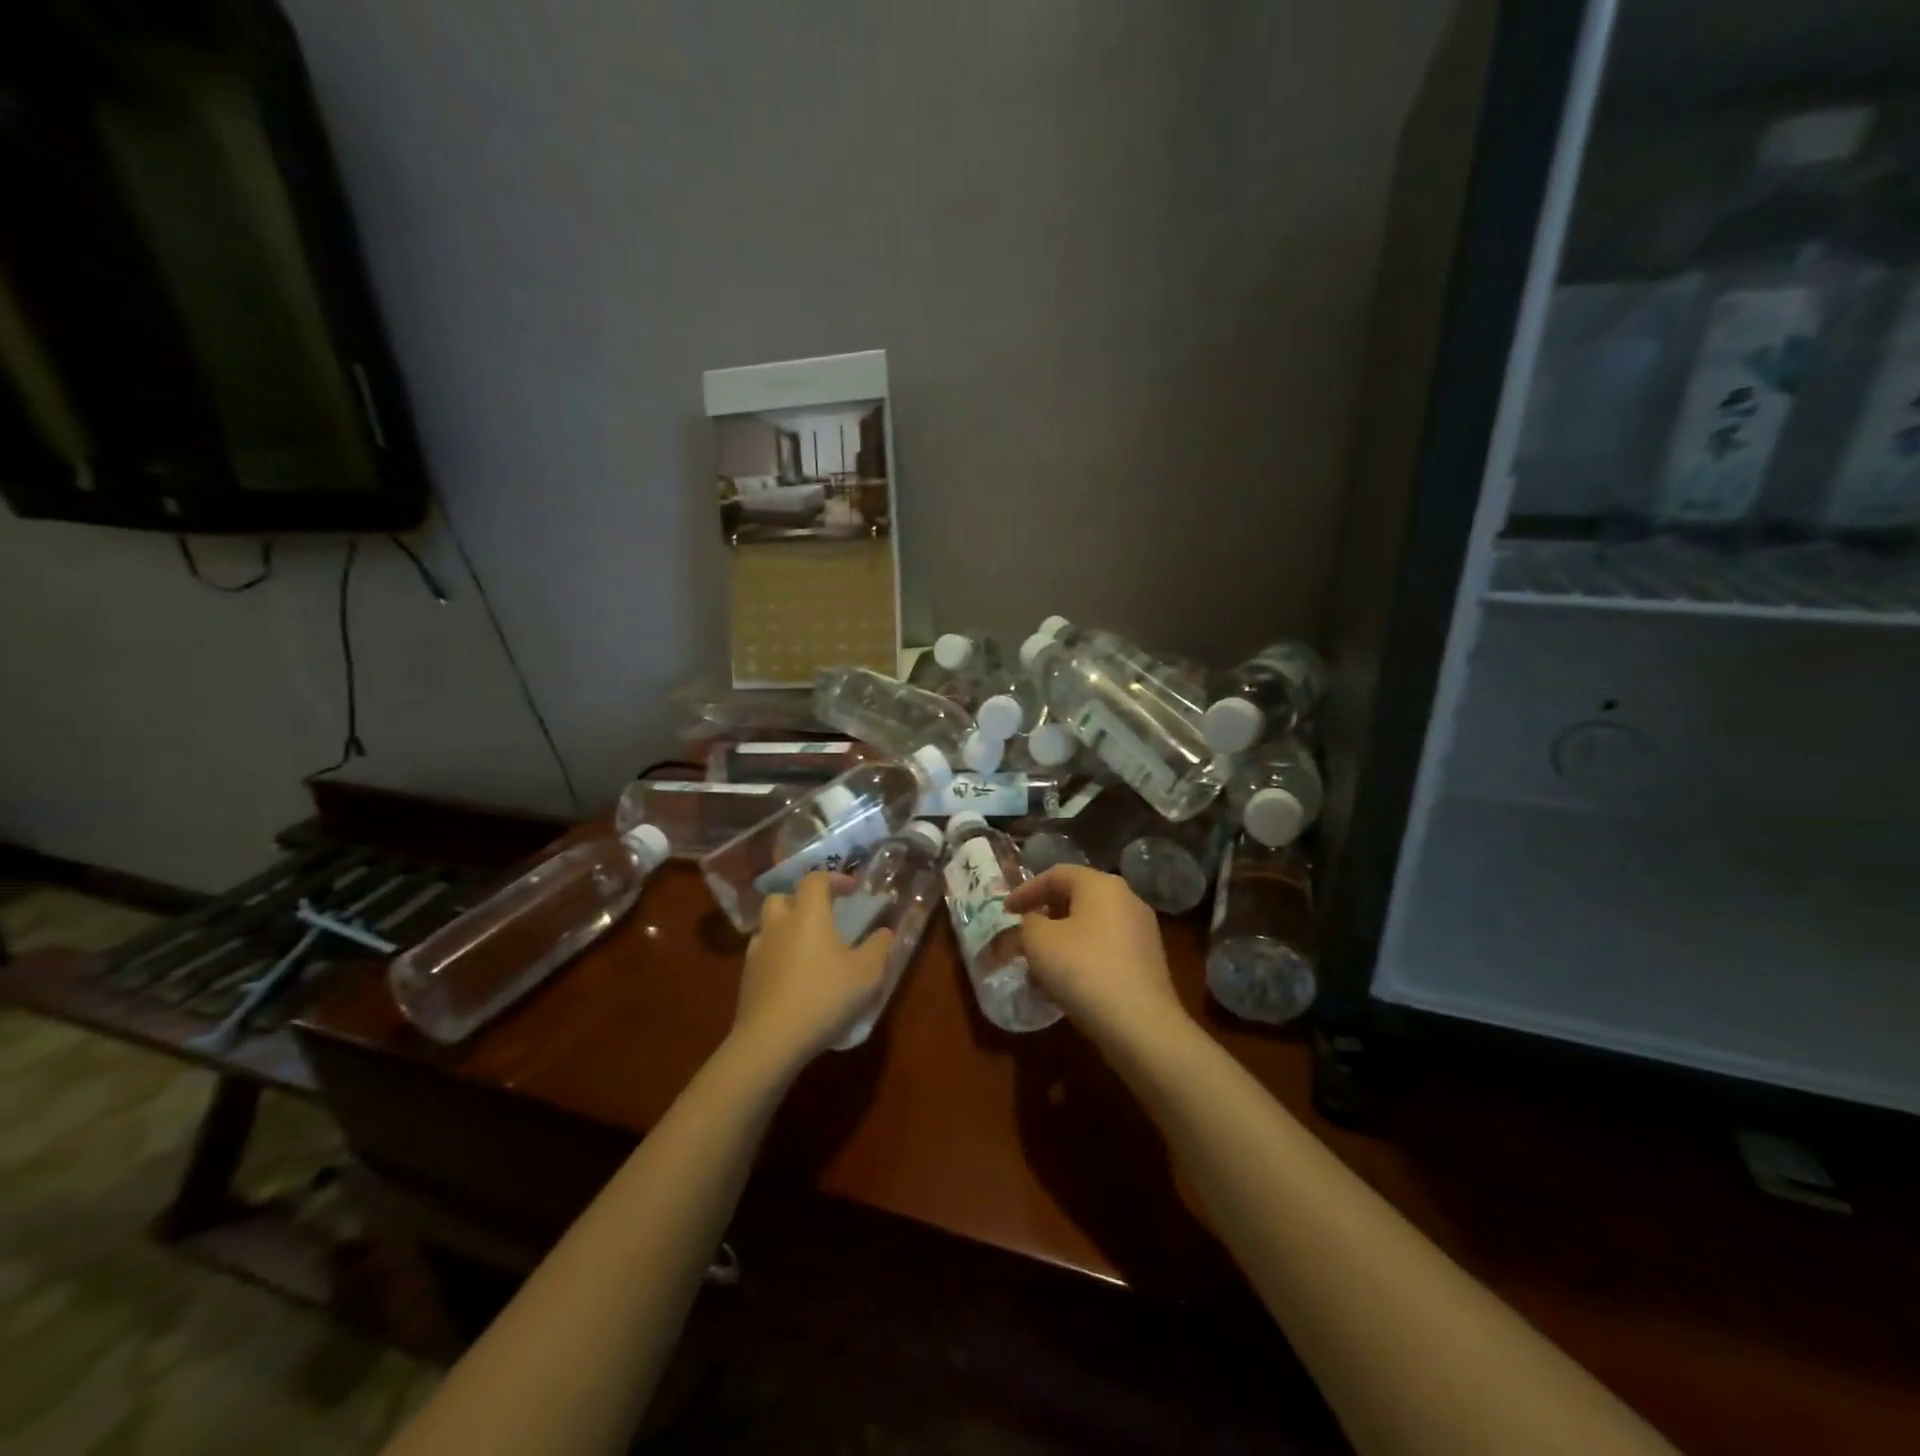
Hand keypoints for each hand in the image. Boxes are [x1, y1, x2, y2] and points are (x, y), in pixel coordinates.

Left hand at [733, 873, 893, 1067]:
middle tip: (822, 914)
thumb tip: (885, 931)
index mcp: (808, 914)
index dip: (834, 879)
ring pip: (768, 926)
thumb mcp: (867, 973)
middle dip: (801, 899)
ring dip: (786, 927)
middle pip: (782, 897)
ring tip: (807, 947)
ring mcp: (757, 952)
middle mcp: (778, 925)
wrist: (771, 1040)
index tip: (852, 889)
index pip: (815, 880)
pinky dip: (777, 955)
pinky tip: (793, 975)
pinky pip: (762, 954)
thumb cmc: (825, 996)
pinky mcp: (746, 979)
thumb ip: (879, 947)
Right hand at [1005, 865, 1186, 1047]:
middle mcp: (1126, 898)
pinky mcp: (1147, 960)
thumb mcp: (1038, 941)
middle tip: (1022, 933)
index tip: (1005, 911)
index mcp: (1101, 884)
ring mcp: (1141, 930)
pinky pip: (1105, 947)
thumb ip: (1027, 924)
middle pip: (1076, 897)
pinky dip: (1082, 955)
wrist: (1140, 1024)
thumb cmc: (1083, 970)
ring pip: (1091, 925)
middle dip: (1045, 914)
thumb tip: (1034, 923)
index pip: (1056, 874)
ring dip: (1062, 939)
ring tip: (1039, 963)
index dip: (1025, 890)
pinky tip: (1066, 982)